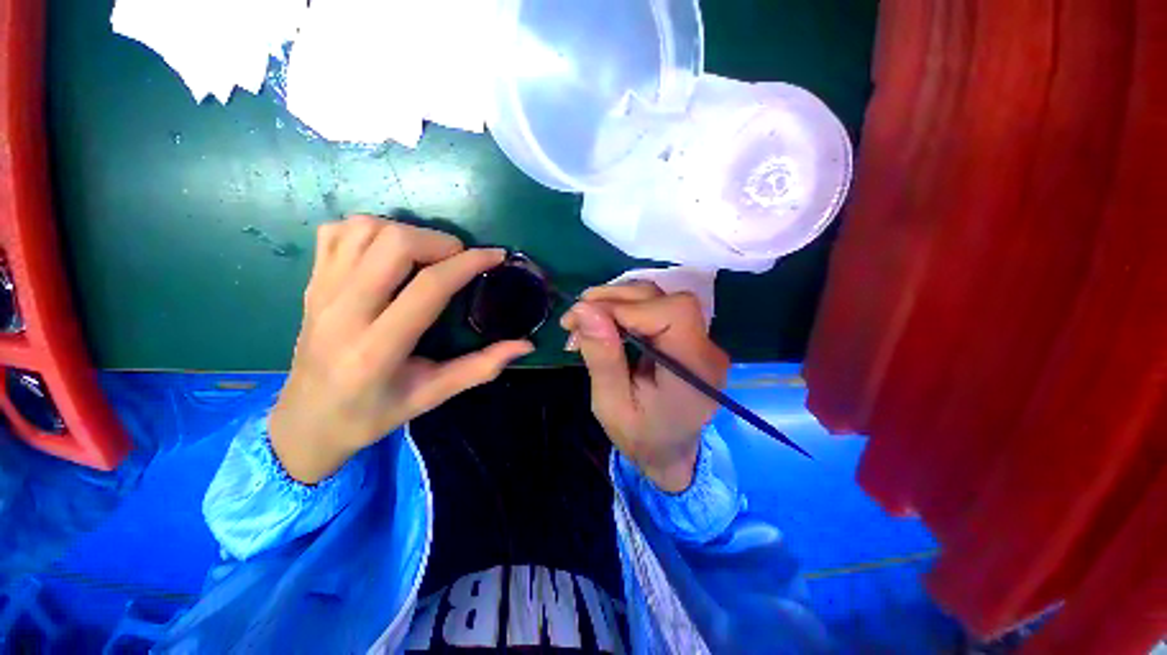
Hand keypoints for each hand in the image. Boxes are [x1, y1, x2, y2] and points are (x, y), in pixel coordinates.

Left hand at [271, 216, 533, 483]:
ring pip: (364, 230)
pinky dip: (370, 229)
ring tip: (429, 254)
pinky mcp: (310, 284)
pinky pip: (337, 233)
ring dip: (407, 232)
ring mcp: (320, 293)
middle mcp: (343, 312)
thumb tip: (525, 345)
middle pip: (394, 244)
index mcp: (378, 349)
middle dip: (439, 241)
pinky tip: (390, 251)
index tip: (496, 256)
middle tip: (460, 259)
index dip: (469, 264)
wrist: (304, 421)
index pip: (429, 286)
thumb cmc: (372, 414)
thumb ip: (481, 368)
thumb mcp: (432, 396)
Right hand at [562, 282, 729, 492]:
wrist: (669, 453)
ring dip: (617, 301)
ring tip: (586, 319)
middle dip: (616, 299)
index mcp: (694, 368)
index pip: (671, 312)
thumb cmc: (641, 437)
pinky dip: (625, 309)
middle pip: (664, 297)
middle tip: (577, 317)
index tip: (585, 319)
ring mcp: (700, 340)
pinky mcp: (687, 337)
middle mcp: (705, 347)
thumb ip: (603, 357)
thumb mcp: (612, 406)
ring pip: (658, 298)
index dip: (626, 307)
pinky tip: (605, 322)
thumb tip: (584, 309)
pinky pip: (656, 308)